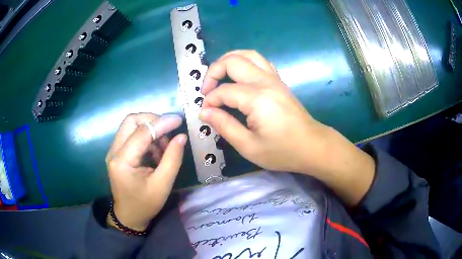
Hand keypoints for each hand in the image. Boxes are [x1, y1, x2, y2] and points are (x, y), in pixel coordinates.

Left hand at [105, 113, 186, 230]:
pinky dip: (145, 137)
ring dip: (149, 130)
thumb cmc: (145, 204)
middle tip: (168, 132)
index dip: (161, 123)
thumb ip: (172, 159)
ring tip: (162, 148)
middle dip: (152, 121)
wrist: (129, 216)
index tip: (178, 120)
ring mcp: (113, 151)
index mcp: (122, 161)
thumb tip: (181, 136)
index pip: (142, 132)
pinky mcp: (117, 153)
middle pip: (131, 121)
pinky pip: (131, 135)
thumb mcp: (162, 185)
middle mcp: (114, 151)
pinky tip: (155, 152)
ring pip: (131, 125)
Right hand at [200, 50, 329, 173]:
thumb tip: (205, 113)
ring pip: (248, 54)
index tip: (205, 114)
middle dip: (213, 71)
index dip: (210, 101)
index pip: (224, 91)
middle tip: (206, 90)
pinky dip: (244, 62)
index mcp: (257, 98)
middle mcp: (265, 82)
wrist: (312, 146)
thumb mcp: (249, 146)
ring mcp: (274, 79)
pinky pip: (259, 61)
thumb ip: (224, 126)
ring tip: (218, 76)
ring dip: (228, 60)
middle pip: (233, 61)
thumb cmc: (282, 151)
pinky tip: (238, 75)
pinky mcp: (279, 81)